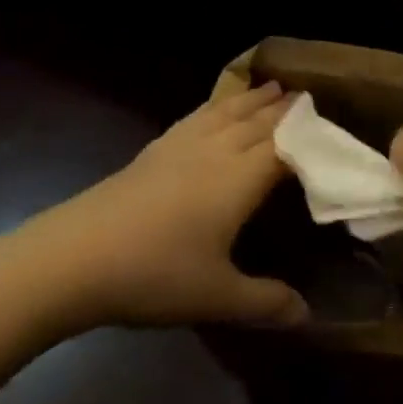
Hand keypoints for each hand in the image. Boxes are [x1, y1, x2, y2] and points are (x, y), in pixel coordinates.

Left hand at [0, 84, 306, 337]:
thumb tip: (307, 315)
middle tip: (310, 97)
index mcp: (239, 179)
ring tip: (271, 88)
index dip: (310, 135)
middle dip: (285, 109)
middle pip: (258, 121)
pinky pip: (195, 118)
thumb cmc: (153, 275)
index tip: (333, 126)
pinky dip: (215, 107)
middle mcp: (215, 152)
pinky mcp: (151, 153)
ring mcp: (180, 148)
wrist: (69, 260)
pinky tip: (212, 111)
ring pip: (226, 113)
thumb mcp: (216, 297)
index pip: (285, 146)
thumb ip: (265, 302)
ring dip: (252, 99)